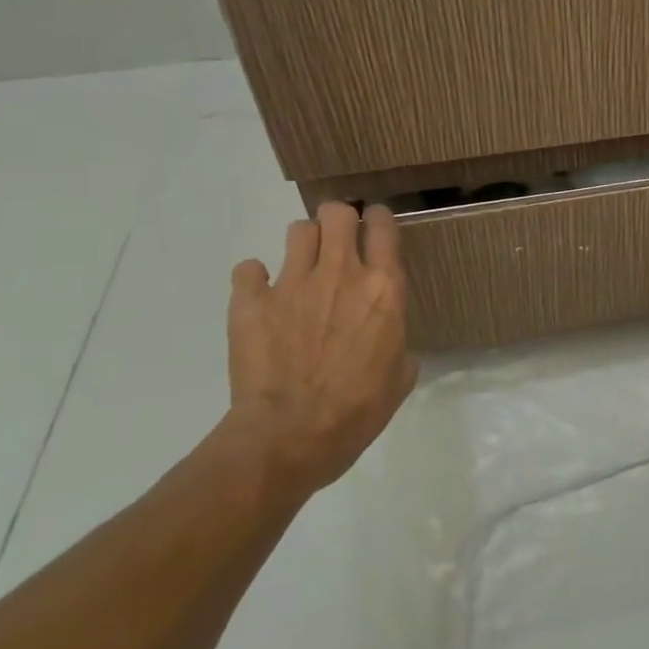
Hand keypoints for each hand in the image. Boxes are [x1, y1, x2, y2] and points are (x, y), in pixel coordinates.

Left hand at [224, 202, 418, 495]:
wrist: (291, 436)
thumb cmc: (358, 410)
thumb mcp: (400, 376)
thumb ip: (397, 343)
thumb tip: (390, 341)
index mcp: (384, 288)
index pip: (383, 227)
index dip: (378, 218)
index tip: (375, 224)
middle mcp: (341, 273)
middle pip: (337, 213)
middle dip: (338, 218)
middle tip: (338, 238)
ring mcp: (292, 283)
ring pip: (298, 231)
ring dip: (303, 243)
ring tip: (302, 266)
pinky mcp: (251, 301)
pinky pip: (249, 269)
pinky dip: (254, 278)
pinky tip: (260, 295)